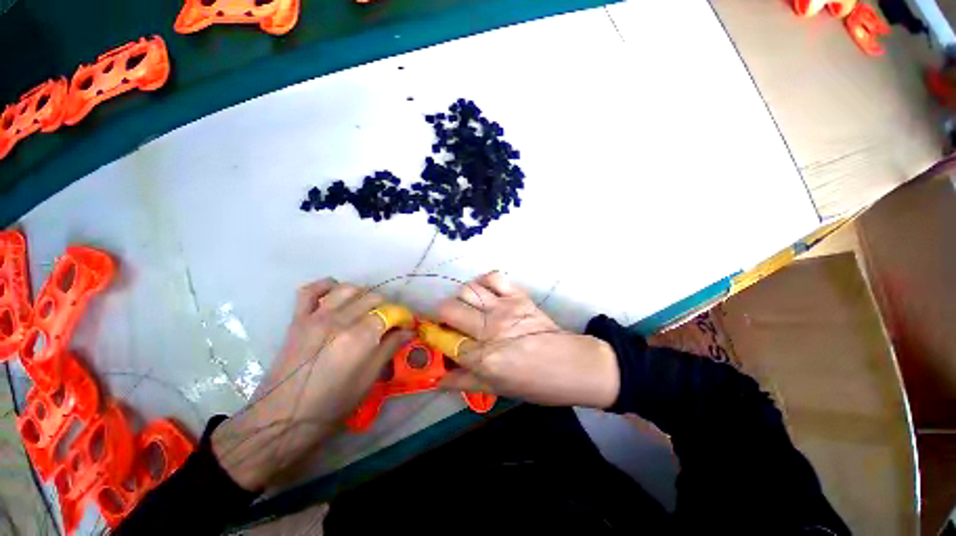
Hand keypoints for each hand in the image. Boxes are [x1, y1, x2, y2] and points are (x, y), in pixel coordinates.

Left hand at [211, 278, 412, 490]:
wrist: (283, 417)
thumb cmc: (332, 404)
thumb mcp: (369, 379)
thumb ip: (389, 348)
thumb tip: (408, 331)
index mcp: (360, 338)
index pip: (390, 313)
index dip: (403, 316)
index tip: (407, 324)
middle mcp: (340, 320)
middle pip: (372, 297)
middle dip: (386, 307)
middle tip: (388, 321)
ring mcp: (316, 317)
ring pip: (347, 288)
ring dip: (362, 294)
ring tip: (365, 308)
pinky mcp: (298, 319)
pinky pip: (311, 290)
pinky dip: (326, 286)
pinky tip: (336, 293)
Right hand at [432, 272, 619, 408]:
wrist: (571, 365)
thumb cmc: (533, 383)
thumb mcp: (496, 389)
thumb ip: (463, 381)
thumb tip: (436, 378)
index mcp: (483, 357)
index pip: (445, 341)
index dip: (432, 336)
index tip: (429, 333)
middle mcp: (490, 329)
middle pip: (450, 309)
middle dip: (439, 313)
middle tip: (445, 320)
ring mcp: (505, 308)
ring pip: (468, 290)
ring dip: (460, 297)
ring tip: (465, 306)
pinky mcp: (518, 296)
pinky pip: (493, 277)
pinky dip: (483, 280)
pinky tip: (483, 291)